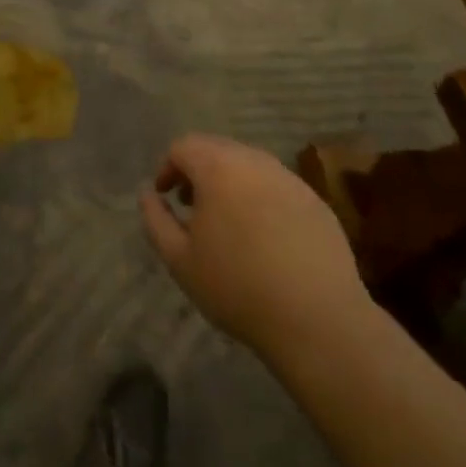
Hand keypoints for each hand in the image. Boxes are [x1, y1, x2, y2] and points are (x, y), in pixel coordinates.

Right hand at [140, 134, 369, 361]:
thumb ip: (156, 219)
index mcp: (218, 168)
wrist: (317, 319)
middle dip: (197, 171)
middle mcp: (255, 161)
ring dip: (229, 182)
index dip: (167, 167)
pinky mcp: (315, 200)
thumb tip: (148, 194)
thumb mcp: (179, 259)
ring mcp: (289, 178)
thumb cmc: (238, 288)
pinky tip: (263, 236)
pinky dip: (260, 197)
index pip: (183, 146)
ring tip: (226, 221)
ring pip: (249, 165)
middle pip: (217, 149)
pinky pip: (276, 185)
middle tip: (191, 206)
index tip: (165, 197)